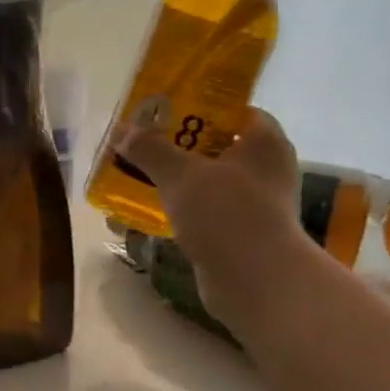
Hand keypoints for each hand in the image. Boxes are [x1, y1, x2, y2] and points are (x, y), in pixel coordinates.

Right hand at [115, 108, 310, 334]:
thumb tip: (121, 130)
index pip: (234, 111)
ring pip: (210, 184)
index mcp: (265, 142)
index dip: (199, 108)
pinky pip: (207, 214)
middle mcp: (267, 170)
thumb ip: (150, 149)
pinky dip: (183, 212)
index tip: (165, 113)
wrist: (255, 282)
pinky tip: (152, 213)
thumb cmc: (225, 213)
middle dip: (179, 148)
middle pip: (217, 148)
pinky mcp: (244, 236)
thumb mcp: (180, 174)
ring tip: (139, 178)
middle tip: (144, 146)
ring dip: (178, 183)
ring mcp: (258, 206)